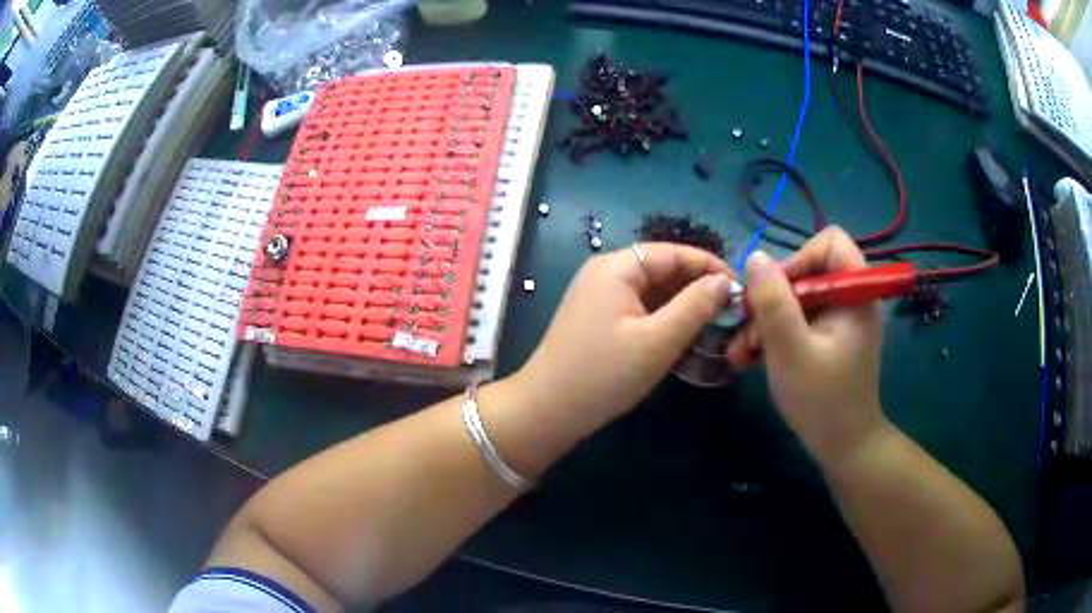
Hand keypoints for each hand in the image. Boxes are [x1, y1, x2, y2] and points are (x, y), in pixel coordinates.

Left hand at [513, 243, 733, 423]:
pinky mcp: (598, 319)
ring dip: (682, 304)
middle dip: (698, 287)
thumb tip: (724, 281)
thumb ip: (696, 305)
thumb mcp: (658, 340)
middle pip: (662, 269)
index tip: (741, 288)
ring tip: (715, 324)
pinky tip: (684, 336)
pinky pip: (639, 308)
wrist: (548, 411)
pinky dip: (663, 318)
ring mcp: (599, 296)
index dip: (710, 267)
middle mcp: (606, 272)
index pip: (674, 252)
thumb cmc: (605, 374)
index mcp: (617, 267)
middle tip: (732, 311)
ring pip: (652, 290)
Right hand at [726, 227, 886, 465]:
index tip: (776, 292)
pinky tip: (752, 357)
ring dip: (766, 320)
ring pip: (797, 297)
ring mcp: (839, 320)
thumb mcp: (791, 351)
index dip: (800, 258)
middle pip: (807, 270)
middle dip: (772, 298)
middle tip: (748, 330)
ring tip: (743, 352)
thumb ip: (773, 303)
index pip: (830, 241)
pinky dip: (775, 334)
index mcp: (854, 293)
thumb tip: (754, 257)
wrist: (843, 447)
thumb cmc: (822, 401)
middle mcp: (849, 299)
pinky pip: (798, 319)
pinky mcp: (828, 338)